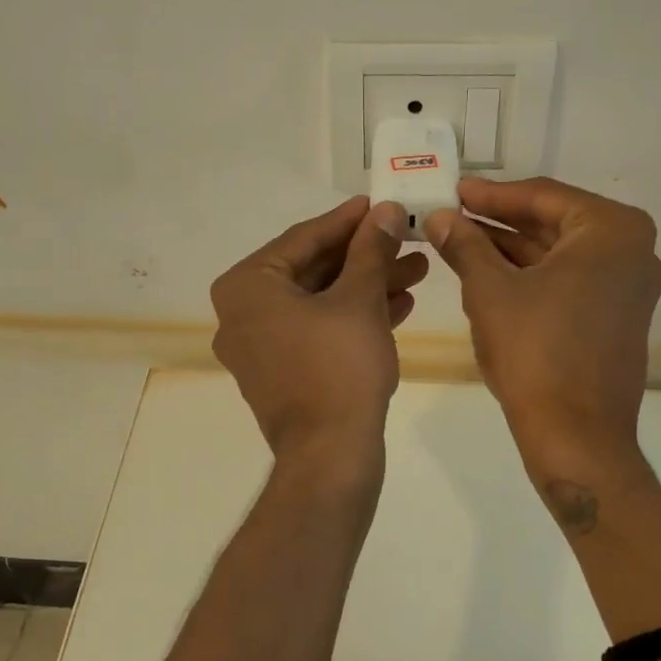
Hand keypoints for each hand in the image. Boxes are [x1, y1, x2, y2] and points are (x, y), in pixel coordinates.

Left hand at [210, 197, 428, 461]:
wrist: (330, 456)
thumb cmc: (339, 367)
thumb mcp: (359, 299)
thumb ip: (371, 250)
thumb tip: (386, 211)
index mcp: (247, 287)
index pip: (303, 238)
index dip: (348, 220)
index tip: (380, 204)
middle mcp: (243, 313)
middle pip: (313, 270)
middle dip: (365, 256)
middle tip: (406, 238)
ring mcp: (261, 347)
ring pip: (320, 302)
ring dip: (367, 285)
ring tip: (417, 270)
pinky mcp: (283, 373)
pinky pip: (318, 330)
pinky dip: (354, 317)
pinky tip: (400, 304)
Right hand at [425, 178, 660, 470]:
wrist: (575, 434)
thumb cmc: (535, 351)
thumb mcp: (490, 291)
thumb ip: (465, 245)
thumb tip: (439, 217)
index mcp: (611, 231)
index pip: (542, 197)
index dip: (491, 195)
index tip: (454, 191)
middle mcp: (632, 251)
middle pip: (554, 222)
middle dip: (500, 221)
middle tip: (453, 214)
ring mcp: (628, 287)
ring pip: (559, 253)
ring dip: (510, 248)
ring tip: (460, 241)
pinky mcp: (617, 316)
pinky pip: (569, 280)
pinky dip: (531, 274)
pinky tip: (488, 271)